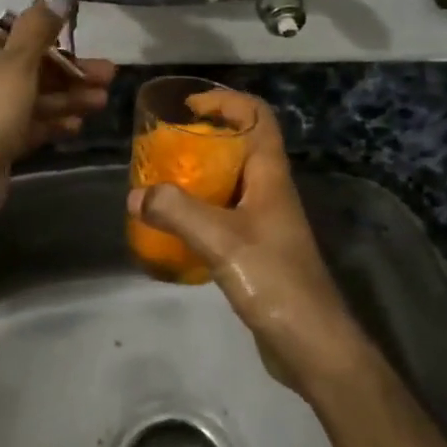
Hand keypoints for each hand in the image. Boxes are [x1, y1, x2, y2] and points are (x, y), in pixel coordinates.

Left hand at [0, 1, 115, 188]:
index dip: (54, 42)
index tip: (84, 47)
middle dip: (72, 73)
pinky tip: (78, 126)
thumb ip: (39, 28)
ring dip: (69, 98)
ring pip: (37, 98)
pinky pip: (32, 125)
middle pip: (34, 69)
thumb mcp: (18, 59)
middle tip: (108, 77)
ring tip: (102, 101)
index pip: (20, 38)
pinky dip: (54, 123)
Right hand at [128, 94, 362, 395]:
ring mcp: (265, 222)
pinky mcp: (257, 250)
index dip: (227, 102)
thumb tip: (135, 194)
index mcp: (270, 176)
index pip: (258, 117)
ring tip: (161, 182)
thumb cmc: (274, 279)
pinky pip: (224, 215)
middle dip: (204, 138)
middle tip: (165, 146)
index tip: (189, 107)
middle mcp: (270, 191)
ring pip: (230, 182)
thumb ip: (176, 212)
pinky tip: (173, 228)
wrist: (311, 343)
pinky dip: (199, 211)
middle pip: (241, 146)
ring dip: (199, 176)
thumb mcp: (221, 240)